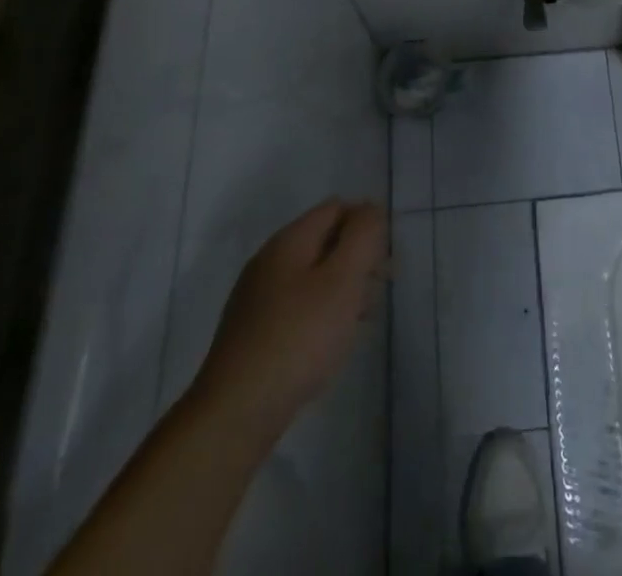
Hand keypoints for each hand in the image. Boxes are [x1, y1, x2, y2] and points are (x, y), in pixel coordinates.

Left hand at [193, 198, 386, 427]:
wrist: (235, 413)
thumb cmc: (299, 337)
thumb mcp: (342, 279)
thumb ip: (362, 235)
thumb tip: (370, 208)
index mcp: (289, 241)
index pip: (336, 208)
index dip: (366, 223)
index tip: (386, 257)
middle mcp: (269, 261)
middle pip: (324, 241)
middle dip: (357, 257)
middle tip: (381, 287)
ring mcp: (257, 299)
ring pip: (312, 276)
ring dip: (343, 287)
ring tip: (364, 318)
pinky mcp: (253, 333)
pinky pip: (298, 306)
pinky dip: (322, 312)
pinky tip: (333, 340)